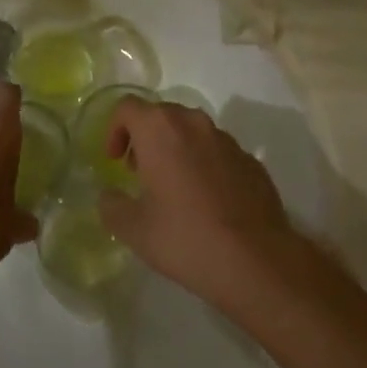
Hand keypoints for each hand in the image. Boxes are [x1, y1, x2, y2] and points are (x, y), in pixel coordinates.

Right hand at [97, 98, 300, 310]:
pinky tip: (207, 202)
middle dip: (145, 138)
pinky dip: (204, 164)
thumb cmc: (185, 237)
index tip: (114, 161)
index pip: (127, 107)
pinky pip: (218, 152)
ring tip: (173, 188)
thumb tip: (109, 196)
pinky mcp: (251, 161)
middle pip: (161, 114)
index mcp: (160, 130)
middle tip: (139, 173)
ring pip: (192, 131)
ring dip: (176, 149)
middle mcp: (194, 123)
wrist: (257, 261)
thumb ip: (112, 205)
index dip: (114, 129)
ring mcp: (227, 140)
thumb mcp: (133, 229)